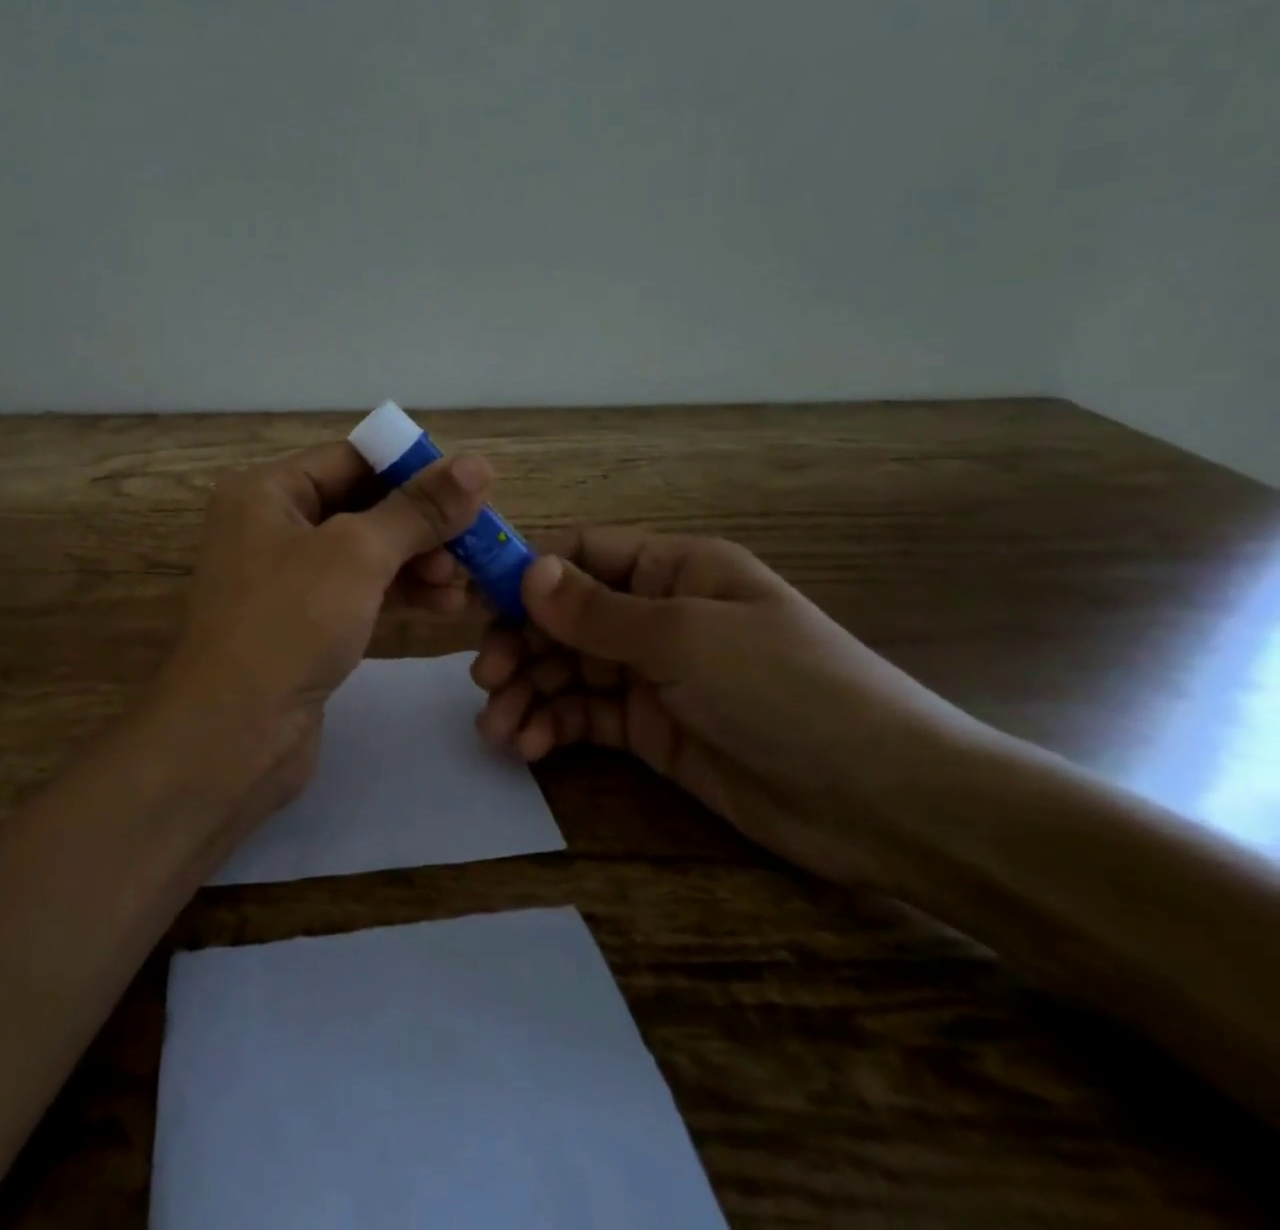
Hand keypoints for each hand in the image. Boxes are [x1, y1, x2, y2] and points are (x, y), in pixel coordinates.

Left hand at [159, 441, 491, 810]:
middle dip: (420, 525)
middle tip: (474, 547)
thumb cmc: (288, 624)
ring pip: (365, 553)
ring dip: (418, 563)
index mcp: (266, 492)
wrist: (231, 736)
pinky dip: (400, 594)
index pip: (351, 459)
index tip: (470, 491)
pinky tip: (444, 608)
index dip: (412, 469)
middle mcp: (270, 526)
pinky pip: (359, 593)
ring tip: (462, 586)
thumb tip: (476, 464)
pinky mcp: (302, 624)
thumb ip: (417, 510)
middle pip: (362, 505)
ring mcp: (285, 579)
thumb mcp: (356, 554)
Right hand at [472, 530, 994, 886]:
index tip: (474, 605)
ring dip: (527, 693)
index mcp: (673, 570)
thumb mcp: (686, 638)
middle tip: (485, 681)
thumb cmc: (787, 690)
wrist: (885, 803)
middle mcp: (656, 614)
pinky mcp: (650, 729)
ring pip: (566, 670)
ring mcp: (652, 674)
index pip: (582, 556)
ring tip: (496, 727)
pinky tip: (528, 747)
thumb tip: (526, 572)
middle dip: (520, 646)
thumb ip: (597, 612)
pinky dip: (552, 727)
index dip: (526, 576)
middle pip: (564, 618)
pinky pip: (585, 716)